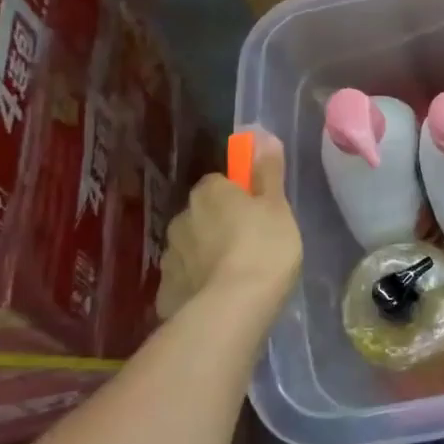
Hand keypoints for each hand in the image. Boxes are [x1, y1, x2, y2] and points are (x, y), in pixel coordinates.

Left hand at [156, 131, 301, 322]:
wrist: (232, 309)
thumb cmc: (264, 247)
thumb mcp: (277, 205)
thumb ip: (268, 171)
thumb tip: (261, 134)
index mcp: (209, 193)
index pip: (221, 184)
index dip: (240, 197)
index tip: (258, 214)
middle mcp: (181, 218)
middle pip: (203, 216)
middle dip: (219, 227)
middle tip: (251, 246)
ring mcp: (169, 258)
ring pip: (191, 249)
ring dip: (206, 257)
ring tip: (235, 278)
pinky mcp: (165, 294)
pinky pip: (185, 282)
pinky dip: (197, 288)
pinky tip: (217, 301)